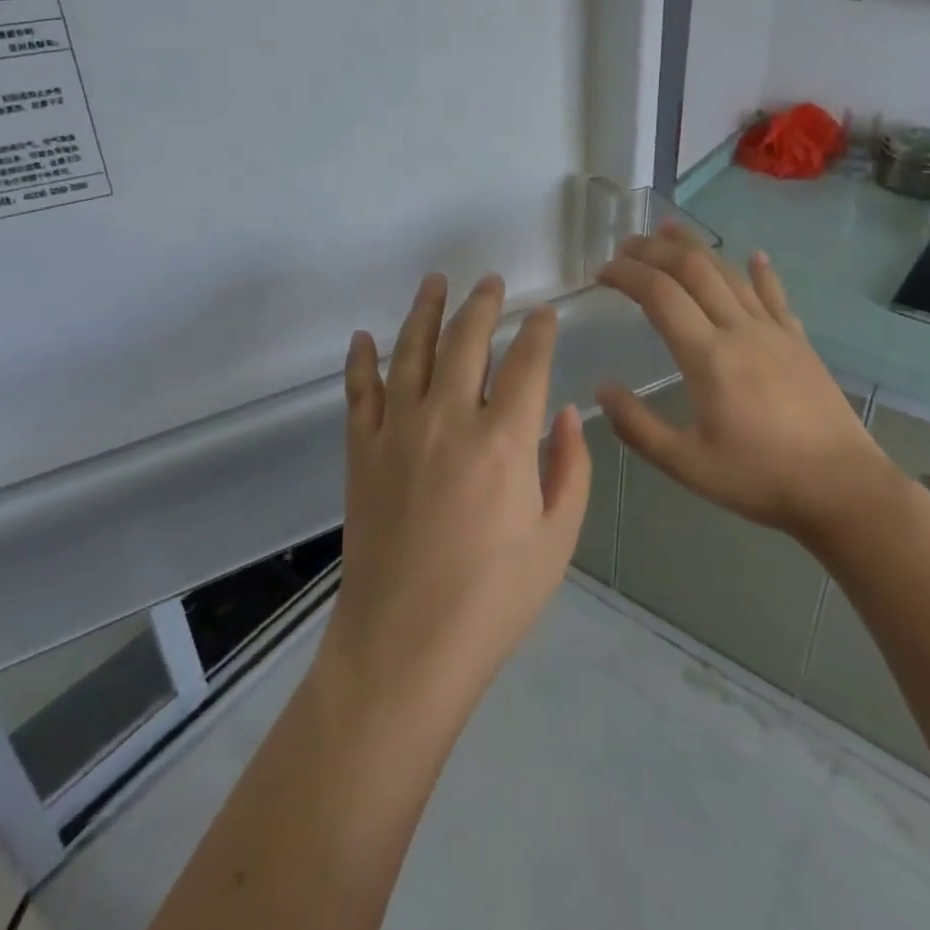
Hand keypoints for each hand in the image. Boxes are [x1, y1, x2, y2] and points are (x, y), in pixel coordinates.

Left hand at [325, 273, 591, 713]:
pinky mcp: (362, 452)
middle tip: (491, 282)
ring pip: (410, 351)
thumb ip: (570, 468)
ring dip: (424, 311)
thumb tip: (567, 412)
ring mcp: (397, 432)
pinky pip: (359, 392)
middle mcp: (448, 420)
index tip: (544, 313)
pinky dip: (361, 360)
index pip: (526, 362)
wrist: (404, 647)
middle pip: (466, 340)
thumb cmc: (492, 600)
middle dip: (483, 304)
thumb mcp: (556, 540)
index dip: (538, 331)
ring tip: (436, 282)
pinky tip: (363, 337)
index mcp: (504, 441)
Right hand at [595, 224, 894, 540]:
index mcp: (707, 356)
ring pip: (729, 273)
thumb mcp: (686, 464)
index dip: (626, 275)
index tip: (601, 272)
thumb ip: (637, 426)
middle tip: (626, 245)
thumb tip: (602, 389)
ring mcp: (774, 331)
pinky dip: (760, 272)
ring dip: (696, 247)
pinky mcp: (799, 342)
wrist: (843, 488)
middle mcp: (739, 330)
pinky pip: (775, 295)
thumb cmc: (759, 478)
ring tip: (669, 230)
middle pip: (693, 270)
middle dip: (654, 250)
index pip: (659, 294)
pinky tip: (754, 255)